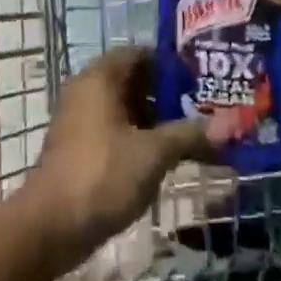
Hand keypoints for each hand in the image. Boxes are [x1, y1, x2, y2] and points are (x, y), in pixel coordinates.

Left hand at [14, 49, 222, 270]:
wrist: (49, 227)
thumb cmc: (102, 175)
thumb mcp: (153, 153)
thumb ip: (190, 134)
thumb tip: (232, 124)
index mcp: (100, 77)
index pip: (141, 54)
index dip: (172, 64)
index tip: (202, 80)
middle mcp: (87, 91)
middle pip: (135, 81)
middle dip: (169, 95)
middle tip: (205, 108)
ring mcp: (80, 121)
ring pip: (126, 109)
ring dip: (156, 121)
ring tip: (193, 135)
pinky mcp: (80, 149)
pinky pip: (116, 132)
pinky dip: (140, 139)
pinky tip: (166, 159)